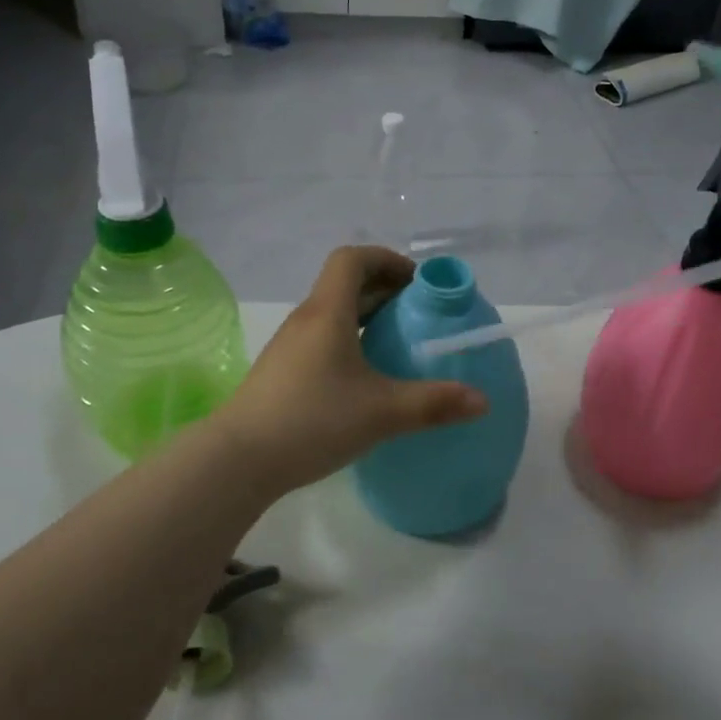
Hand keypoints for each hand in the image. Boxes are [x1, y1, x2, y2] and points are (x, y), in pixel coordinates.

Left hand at [218, 246, 487, 493]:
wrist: (238, 460)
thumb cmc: (313, 420)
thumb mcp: (382, 412)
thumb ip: (434, 404)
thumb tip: (482, 401)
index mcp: (328, 312)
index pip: (353, 259)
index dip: (387, 260)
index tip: (415, 283)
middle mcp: (307, 320)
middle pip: (344, 284)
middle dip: (383, 289)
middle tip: (416, 313)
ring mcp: (290, 346)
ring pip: (332, 313)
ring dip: (365, 316)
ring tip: (395, 343)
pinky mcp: (282, 372)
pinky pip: (322, 338)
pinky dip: (349, 340)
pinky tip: (364, 377)